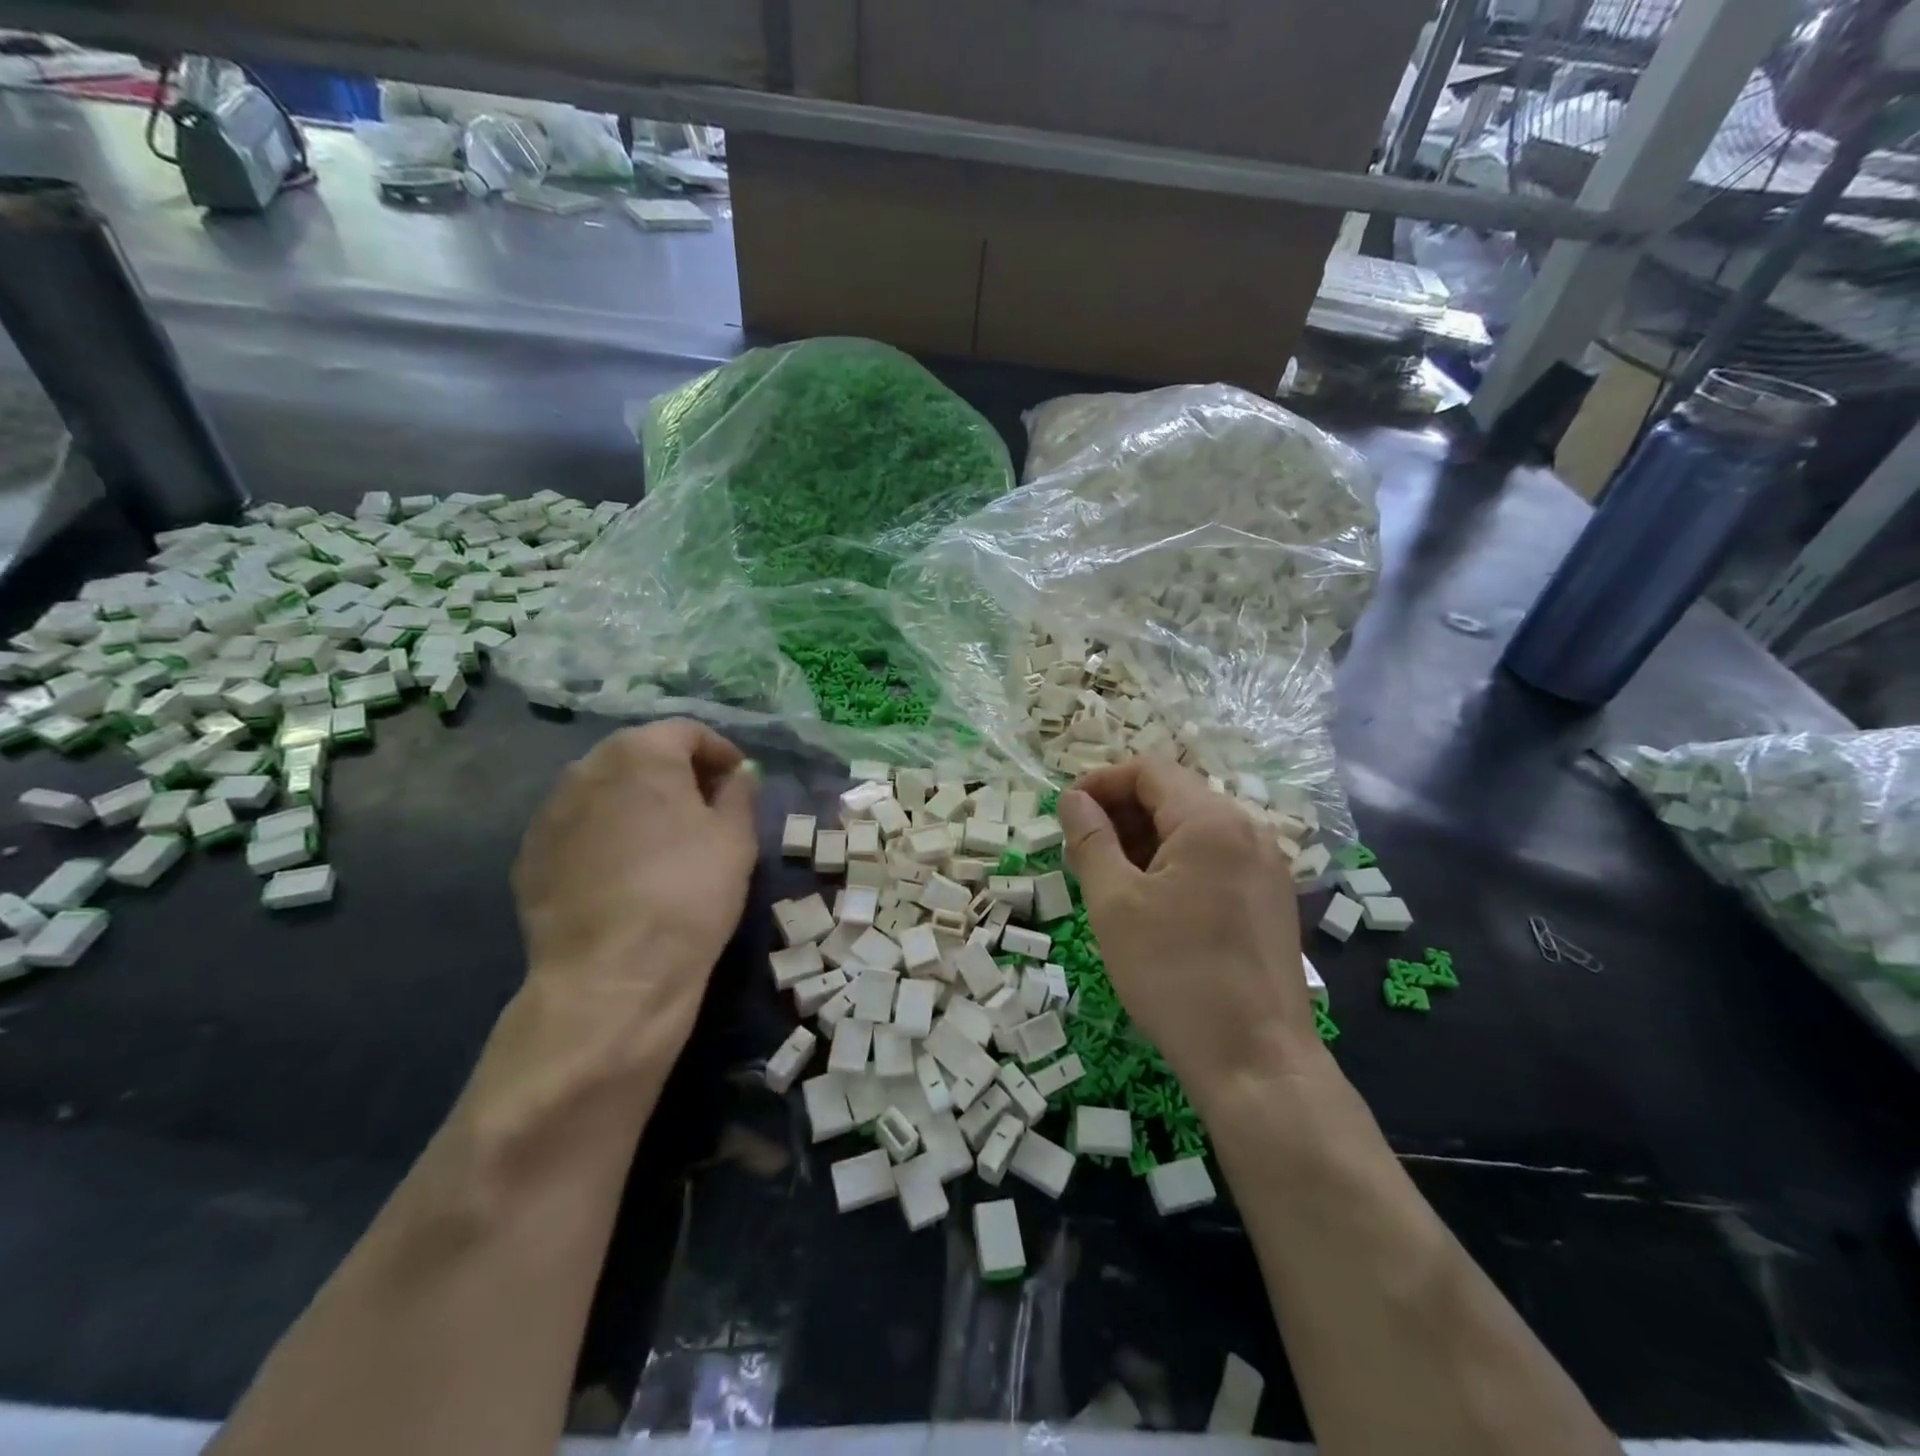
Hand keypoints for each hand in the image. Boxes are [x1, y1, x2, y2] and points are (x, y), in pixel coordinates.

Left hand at [513, 719, 757, 1036]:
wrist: (612, 975)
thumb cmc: (690, 892)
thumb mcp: (736, 838)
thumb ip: (740, 793)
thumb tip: (737, 776)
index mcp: (640, 753)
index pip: (686, 731)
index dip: (720, 752)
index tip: (739, 782)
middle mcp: (586, 768)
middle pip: (640, 754)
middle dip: (676, 773)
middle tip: (706, 808)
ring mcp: (549, 812)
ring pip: (604, 790)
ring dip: (637, 801)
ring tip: (664, 841)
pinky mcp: (529, 855)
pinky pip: (578, 828)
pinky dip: (606, 834)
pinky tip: (625, 872)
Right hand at [1058, 758, 1326, 1109]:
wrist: (1255, 1060)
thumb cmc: (1175, 974)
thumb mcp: (1115, 903)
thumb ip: (1090, 839)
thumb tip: (1073, 798)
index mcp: (1212, 820)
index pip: (1149, 771)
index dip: (1101, 782)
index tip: (1067, 812)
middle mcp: (1248, 830)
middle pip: (1173, 796)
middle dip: (1121, 813)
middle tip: (1080, 852)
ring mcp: (1266, 866)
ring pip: (1193, 830)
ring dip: (1145, 840)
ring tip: (1108, 878)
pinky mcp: (1270, 899)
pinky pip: (1214, 859)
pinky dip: (1175, 864)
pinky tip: (1150, 902)